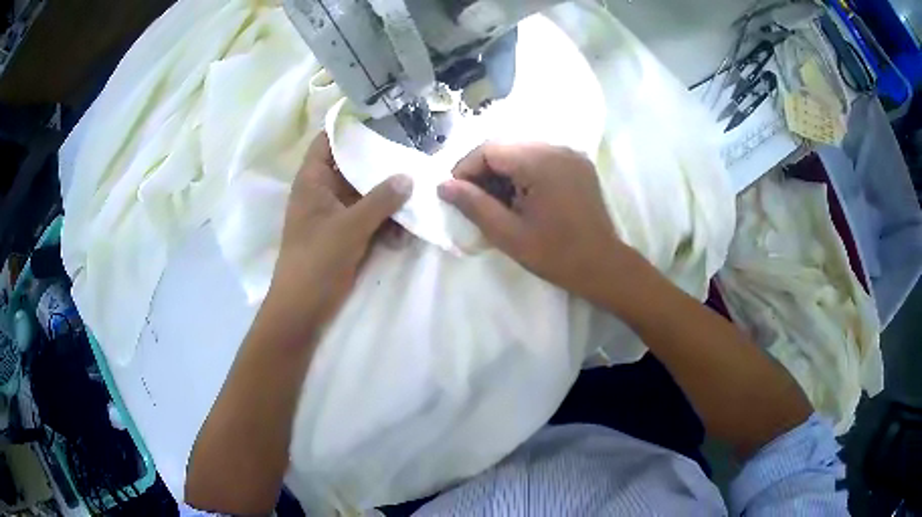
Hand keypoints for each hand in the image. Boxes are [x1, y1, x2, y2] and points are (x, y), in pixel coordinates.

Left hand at [267, 133, 412, 331]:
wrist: (302, 310)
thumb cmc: (316, 262)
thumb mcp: (349, 228)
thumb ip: (380, 200)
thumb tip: (408, 176)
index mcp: (313, 181)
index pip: (328, 141)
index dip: (350, 126)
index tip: (383, 117)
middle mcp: (323, 192)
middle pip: (352, 165)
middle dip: (380, 161)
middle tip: (414, 150)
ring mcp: (336, 214)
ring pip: (365, 193)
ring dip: (388, 194)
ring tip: (419, 187)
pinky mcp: (346, 235)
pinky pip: (369, 217)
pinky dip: (386, 220)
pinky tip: (406, 226)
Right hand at [438, 142, 638, 304]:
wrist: (603, 266)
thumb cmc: (555, 255)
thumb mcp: (508, 234)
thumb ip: (473, 205)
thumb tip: (442, 186)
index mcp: (540, 162)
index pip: (489, 149)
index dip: (465, 168)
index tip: (456, 195)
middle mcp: (556, 148)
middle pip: (505, 146)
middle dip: (483, 169)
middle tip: (474, 200)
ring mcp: (570, 154)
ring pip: (522, 150)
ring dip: (502, 170)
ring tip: (496, 201)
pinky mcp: (578, 164)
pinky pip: (541, 157)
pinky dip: (523, 171)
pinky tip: (520, 196)